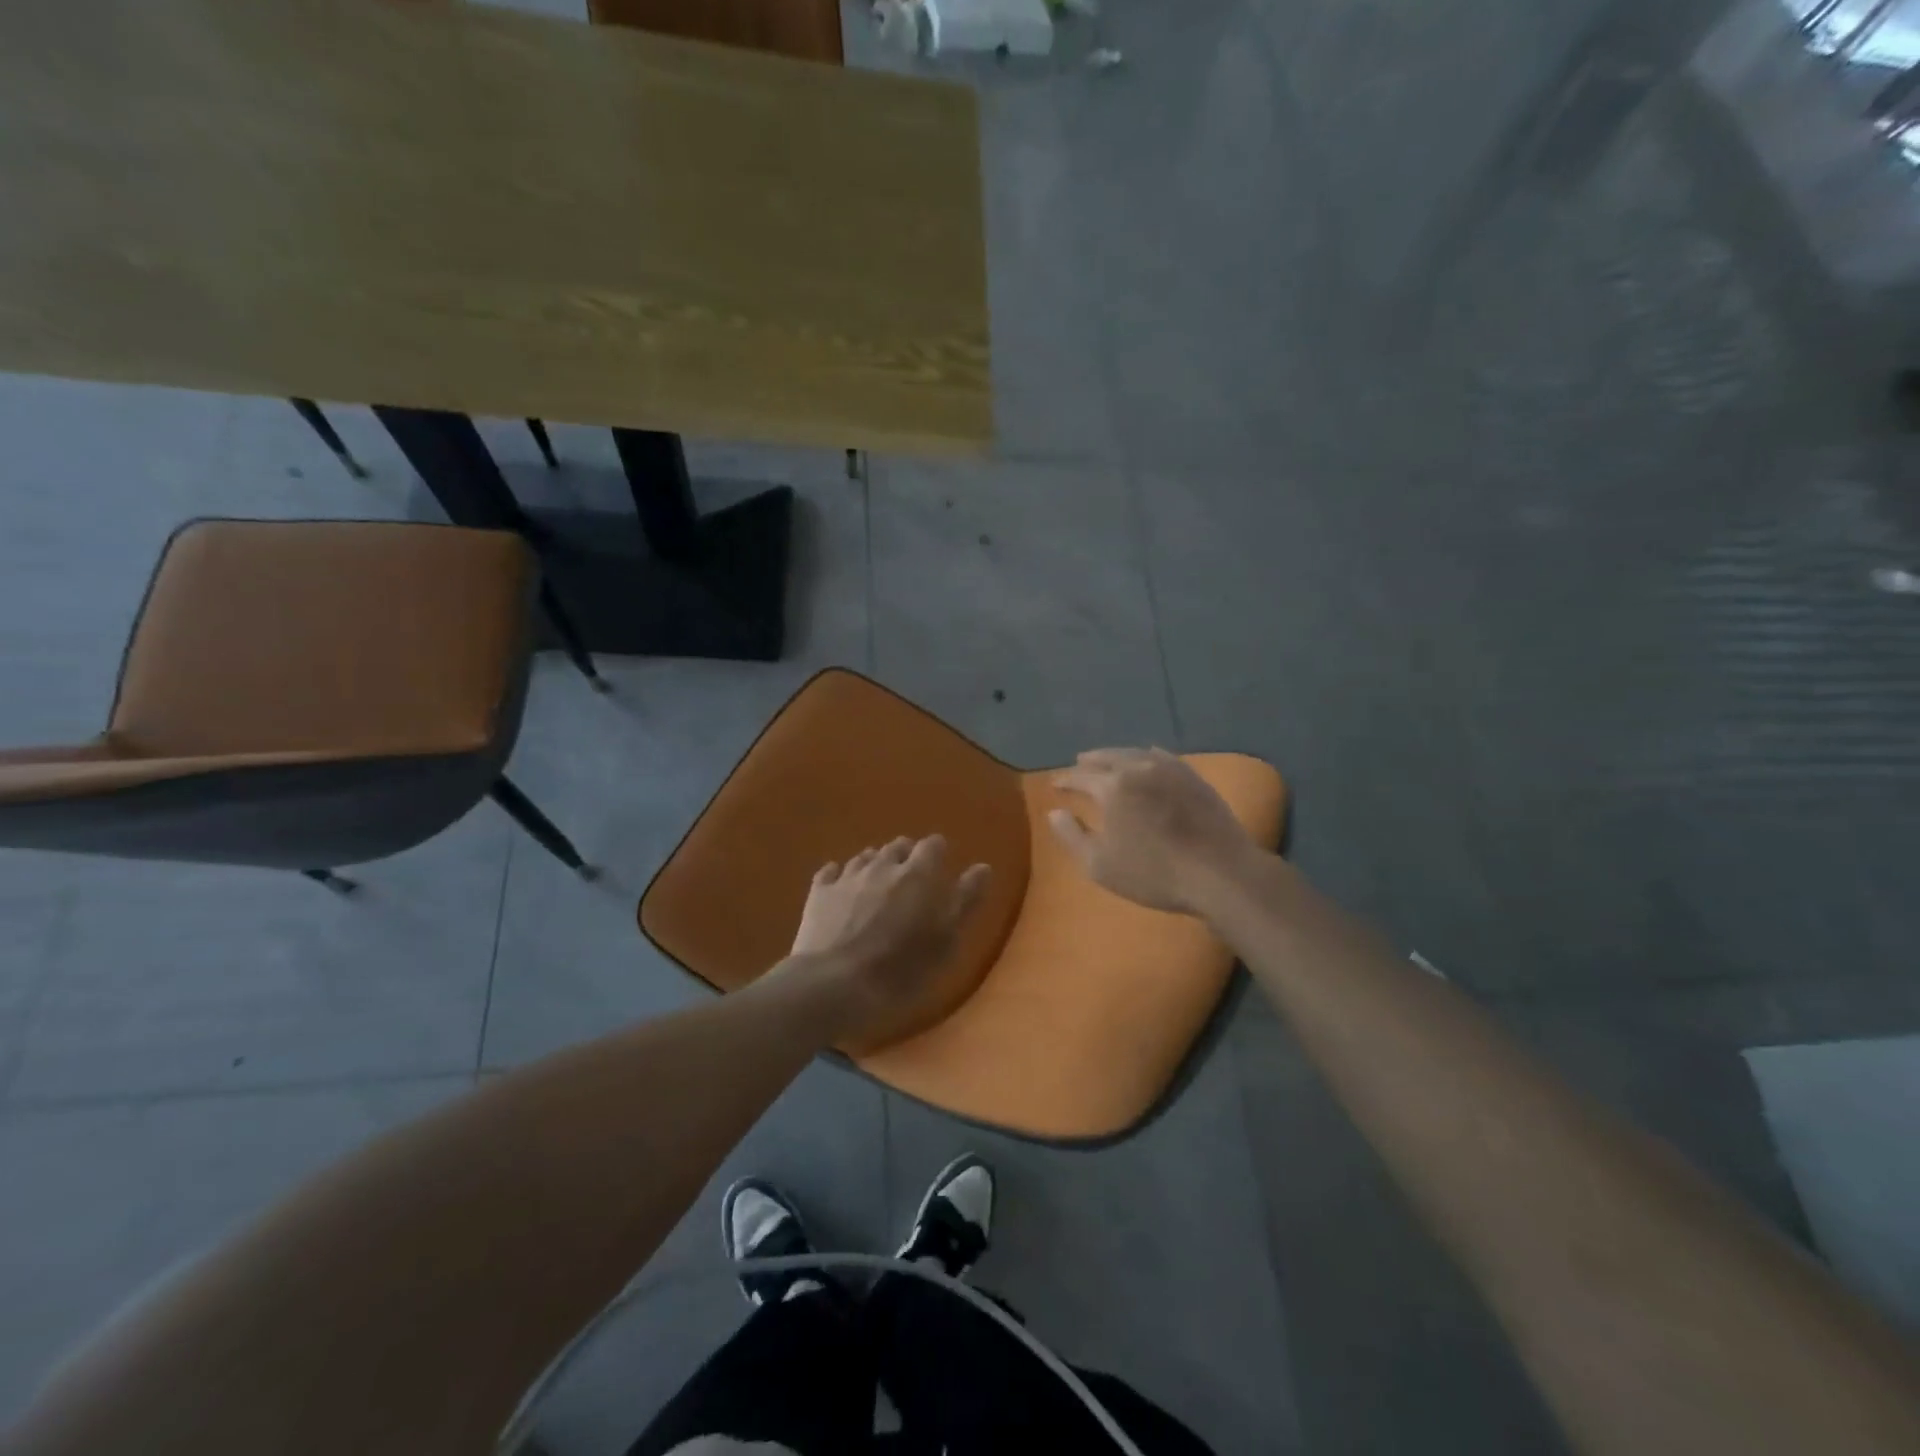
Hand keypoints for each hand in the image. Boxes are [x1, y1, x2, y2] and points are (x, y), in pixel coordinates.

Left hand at [782, 835, 990, 1049]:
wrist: (834, 984)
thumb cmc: (901, 967)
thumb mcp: (946, 939)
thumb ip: (966, 900)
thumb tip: (983, 866)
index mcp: (918, 874)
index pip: (933, 845)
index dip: (938, 854)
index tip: (941, 869)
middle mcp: (883, 864)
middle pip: (898, 846)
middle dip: (906, 857)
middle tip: (911, 882)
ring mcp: (848, 876)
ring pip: (866, 857)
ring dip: (875, 865)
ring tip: (878, 887)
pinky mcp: (819, 892)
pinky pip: (832, 872)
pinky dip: (840, 876)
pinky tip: (841, 888)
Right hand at [1048, 747, 1259, 914]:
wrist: (1219, 872)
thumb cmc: (1153, 873)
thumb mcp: (1099, 865)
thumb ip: (1072, 836)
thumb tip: (1055, 812)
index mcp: (1112, 787)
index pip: (1080, 777)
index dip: (1065, 780)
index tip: (1055, 784)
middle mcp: (1138, 768)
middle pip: (1107, 758)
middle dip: (1090, 761)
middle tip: (1079, 762)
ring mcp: (1170, 769)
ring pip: (1135, 753)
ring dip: (1117, 755)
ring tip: (1108, 759)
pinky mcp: (1194, 777)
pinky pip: (1164, 757)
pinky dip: (1148, 755)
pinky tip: (1148, 757)